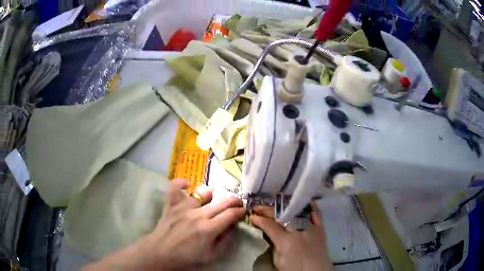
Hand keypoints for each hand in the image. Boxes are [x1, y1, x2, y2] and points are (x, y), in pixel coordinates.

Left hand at [83, 179, 244, 269]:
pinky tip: (187, 184)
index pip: (231, 215)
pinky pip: (175, 187)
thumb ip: (225, 241)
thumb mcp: (212, 256)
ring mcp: (183, 207)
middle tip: (237, 202)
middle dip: (233, 201)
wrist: (161, 253)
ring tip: (212, 199)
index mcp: (209, 229)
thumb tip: (232, 227)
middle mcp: (198, 215)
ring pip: (202, 193)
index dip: (240, 211)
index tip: (243, 211)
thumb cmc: (187, 257)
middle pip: (221, 202)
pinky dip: (181, 183)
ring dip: (211, 195)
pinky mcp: (171, 205)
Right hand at [250, 203, 333, 270]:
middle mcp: (299, 231)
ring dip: (285, 207)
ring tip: (277, 205)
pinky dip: (311, 207)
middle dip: (268, 210)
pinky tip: (305, 202)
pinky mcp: (321, 230)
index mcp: (286, 242)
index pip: (270, 226)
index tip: (252, 217)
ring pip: (297, 212)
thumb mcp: (278, 262)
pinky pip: (317, 214)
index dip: (259, 220)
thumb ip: (274, 247)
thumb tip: (271, 236)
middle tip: (258, 208)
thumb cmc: (295, 270)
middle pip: (282, 215)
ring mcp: (311, 228)